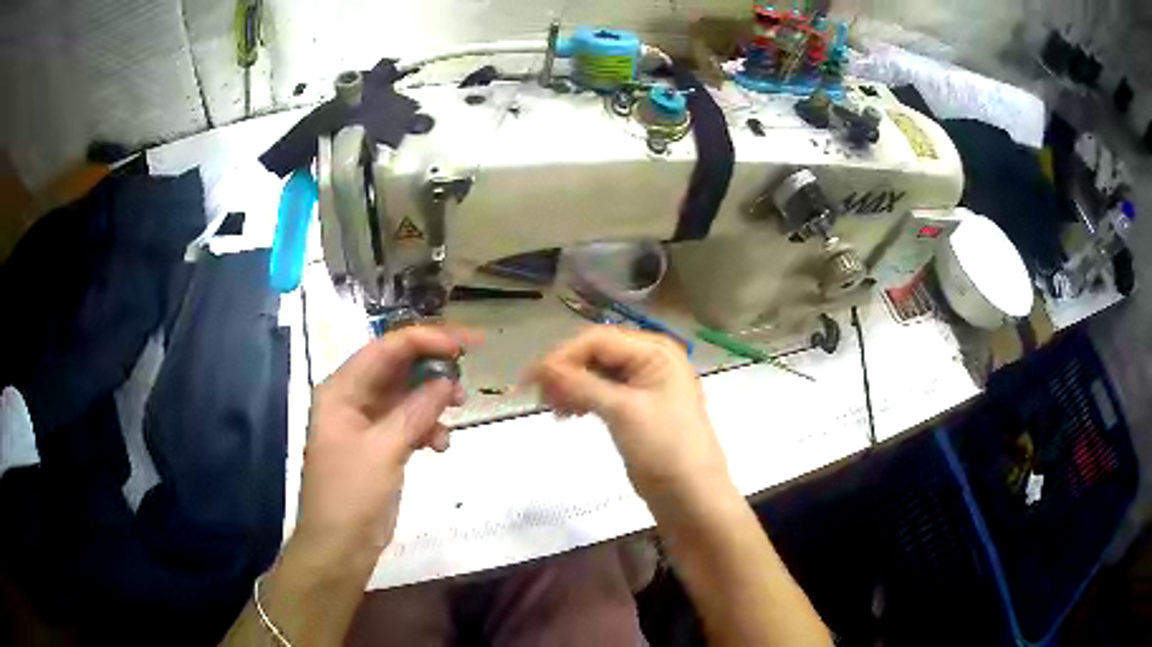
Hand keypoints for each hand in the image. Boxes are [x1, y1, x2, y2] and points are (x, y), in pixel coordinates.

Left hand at [291, 326, 480, 574]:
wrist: (340, 547)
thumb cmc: (351, 494)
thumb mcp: (383, 449)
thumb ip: (416, 411)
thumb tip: (447, 381)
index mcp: (341, 390)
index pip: (385, 348)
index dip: (425, 340)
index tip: (464, 344)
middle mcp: (353, 399)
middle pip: (398, 368)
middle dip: (433, 369)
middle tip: (468, 373)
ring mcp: (368, 424)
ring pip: (407, 396)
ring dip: (434, 401)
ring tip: (459, 409)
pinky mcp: (381, 446)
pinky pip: (410, 424)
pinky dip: (428, 428)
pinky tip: (441, 446)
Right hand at [527, 326, 730, 505]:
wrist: (691, 495)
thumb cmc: (663, 448)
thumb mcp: (622, 411)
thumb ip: (581, 384)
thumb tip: (540, 366)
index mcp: (655, 351)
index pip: (598, 340)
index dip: (562, 356)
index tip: (531, 380)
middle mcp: (651, 360)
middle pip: (596, 354)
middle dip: (566, 372)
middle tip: (540, 398)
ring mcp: (645, 384)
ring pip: (596, 373)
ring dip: (571, 386)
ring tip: (554, 410)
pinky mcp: (637, 407)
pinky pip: (603, 392)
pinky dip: (583, 399)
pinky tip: (568, 414)